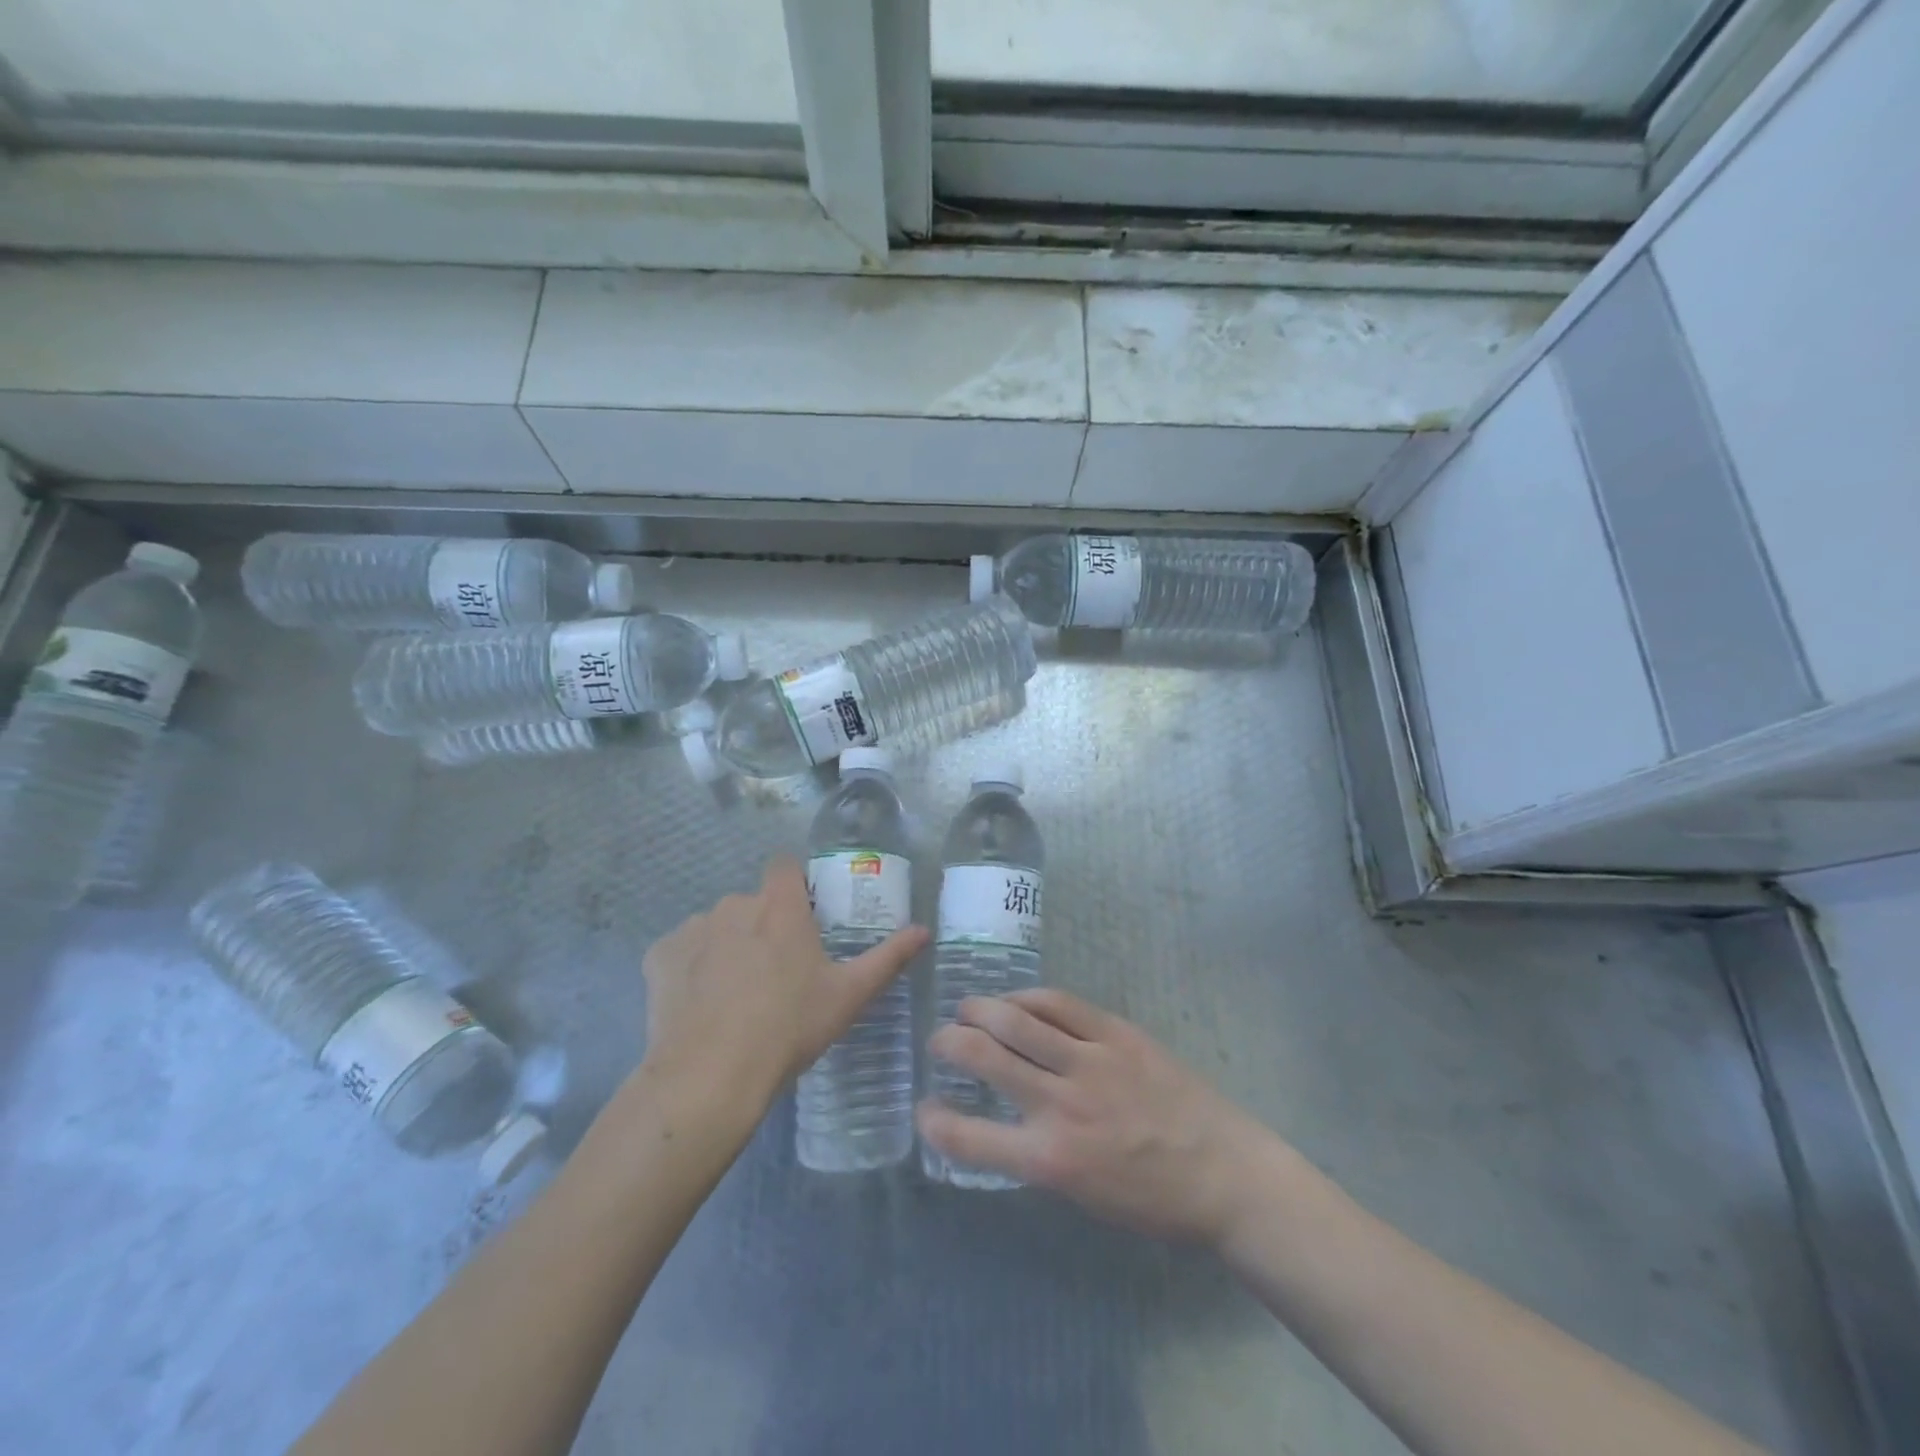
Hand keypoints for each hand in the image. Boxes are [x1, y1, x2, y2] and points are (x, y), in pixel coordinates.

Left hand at [641, 855, 927, 1110]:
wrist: (710, 1074)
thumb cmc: (789, 1028)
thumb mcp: (849, 995)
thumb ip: (889, 958)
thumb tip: (924, 930)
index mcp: (780, 906)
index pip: (784, 866)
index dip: (793, 885)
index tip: (802, 917)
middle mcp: (734, 904)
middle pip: (752, 902)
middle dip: (763, 926)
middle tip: (775, 973)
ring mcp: (692, 928)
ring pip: (716, 927)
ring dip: (727, 946)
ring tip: (735, 996)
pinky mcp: (659, 955)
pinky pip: (681, 951)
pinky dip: (691, 968)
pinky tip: (699, 1005)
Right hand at [917, 988, 1277, 1245]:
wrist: (1224, 1172)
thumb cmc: (1153, 1199)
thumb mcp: (1083, 1195)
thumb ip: (1036, 1154)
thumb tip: (1002, 1121)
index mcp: (1050, 1159)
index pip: (970, 1138)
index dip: (934, 1121)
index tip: (924, 1109)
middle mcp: (1061, 1104)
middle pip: (984, 1057)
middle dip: (949, 1043)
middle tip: (941, 1041)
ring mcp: (1090, 1061)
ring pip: (1016, 1019)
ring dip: (980, 1009)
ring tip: (967, 1009)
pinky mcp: (1115, 1033)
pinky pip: (1059, 1004)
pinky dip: (1028, 998)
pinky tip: (1018, 1001)